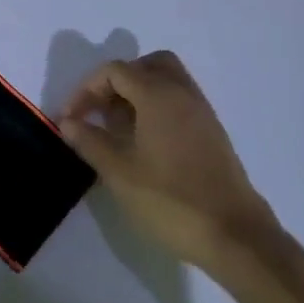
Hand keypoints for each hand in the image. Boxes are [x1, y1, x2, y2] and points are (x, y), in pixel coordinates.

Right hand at [60, 50, 276, 265]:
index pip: (114, 71)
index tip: (70, 119)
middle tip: (100, 110)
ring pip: (167, 82)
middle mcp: (183, 94)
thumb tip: (68, 122)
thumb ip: (89, 141)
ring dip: (138, 95)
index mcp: (158, 95)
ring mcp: (202, 114)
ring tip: (117, 128)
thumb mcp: (118, 172)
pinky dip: (156, 110)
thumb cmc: (170, 199)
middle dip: (117, 81)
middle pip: (147, 65)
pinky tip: (143, 144)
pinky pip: (179, 103)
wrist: (235, 237)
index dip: (86, 89)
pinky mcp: (212, 135)